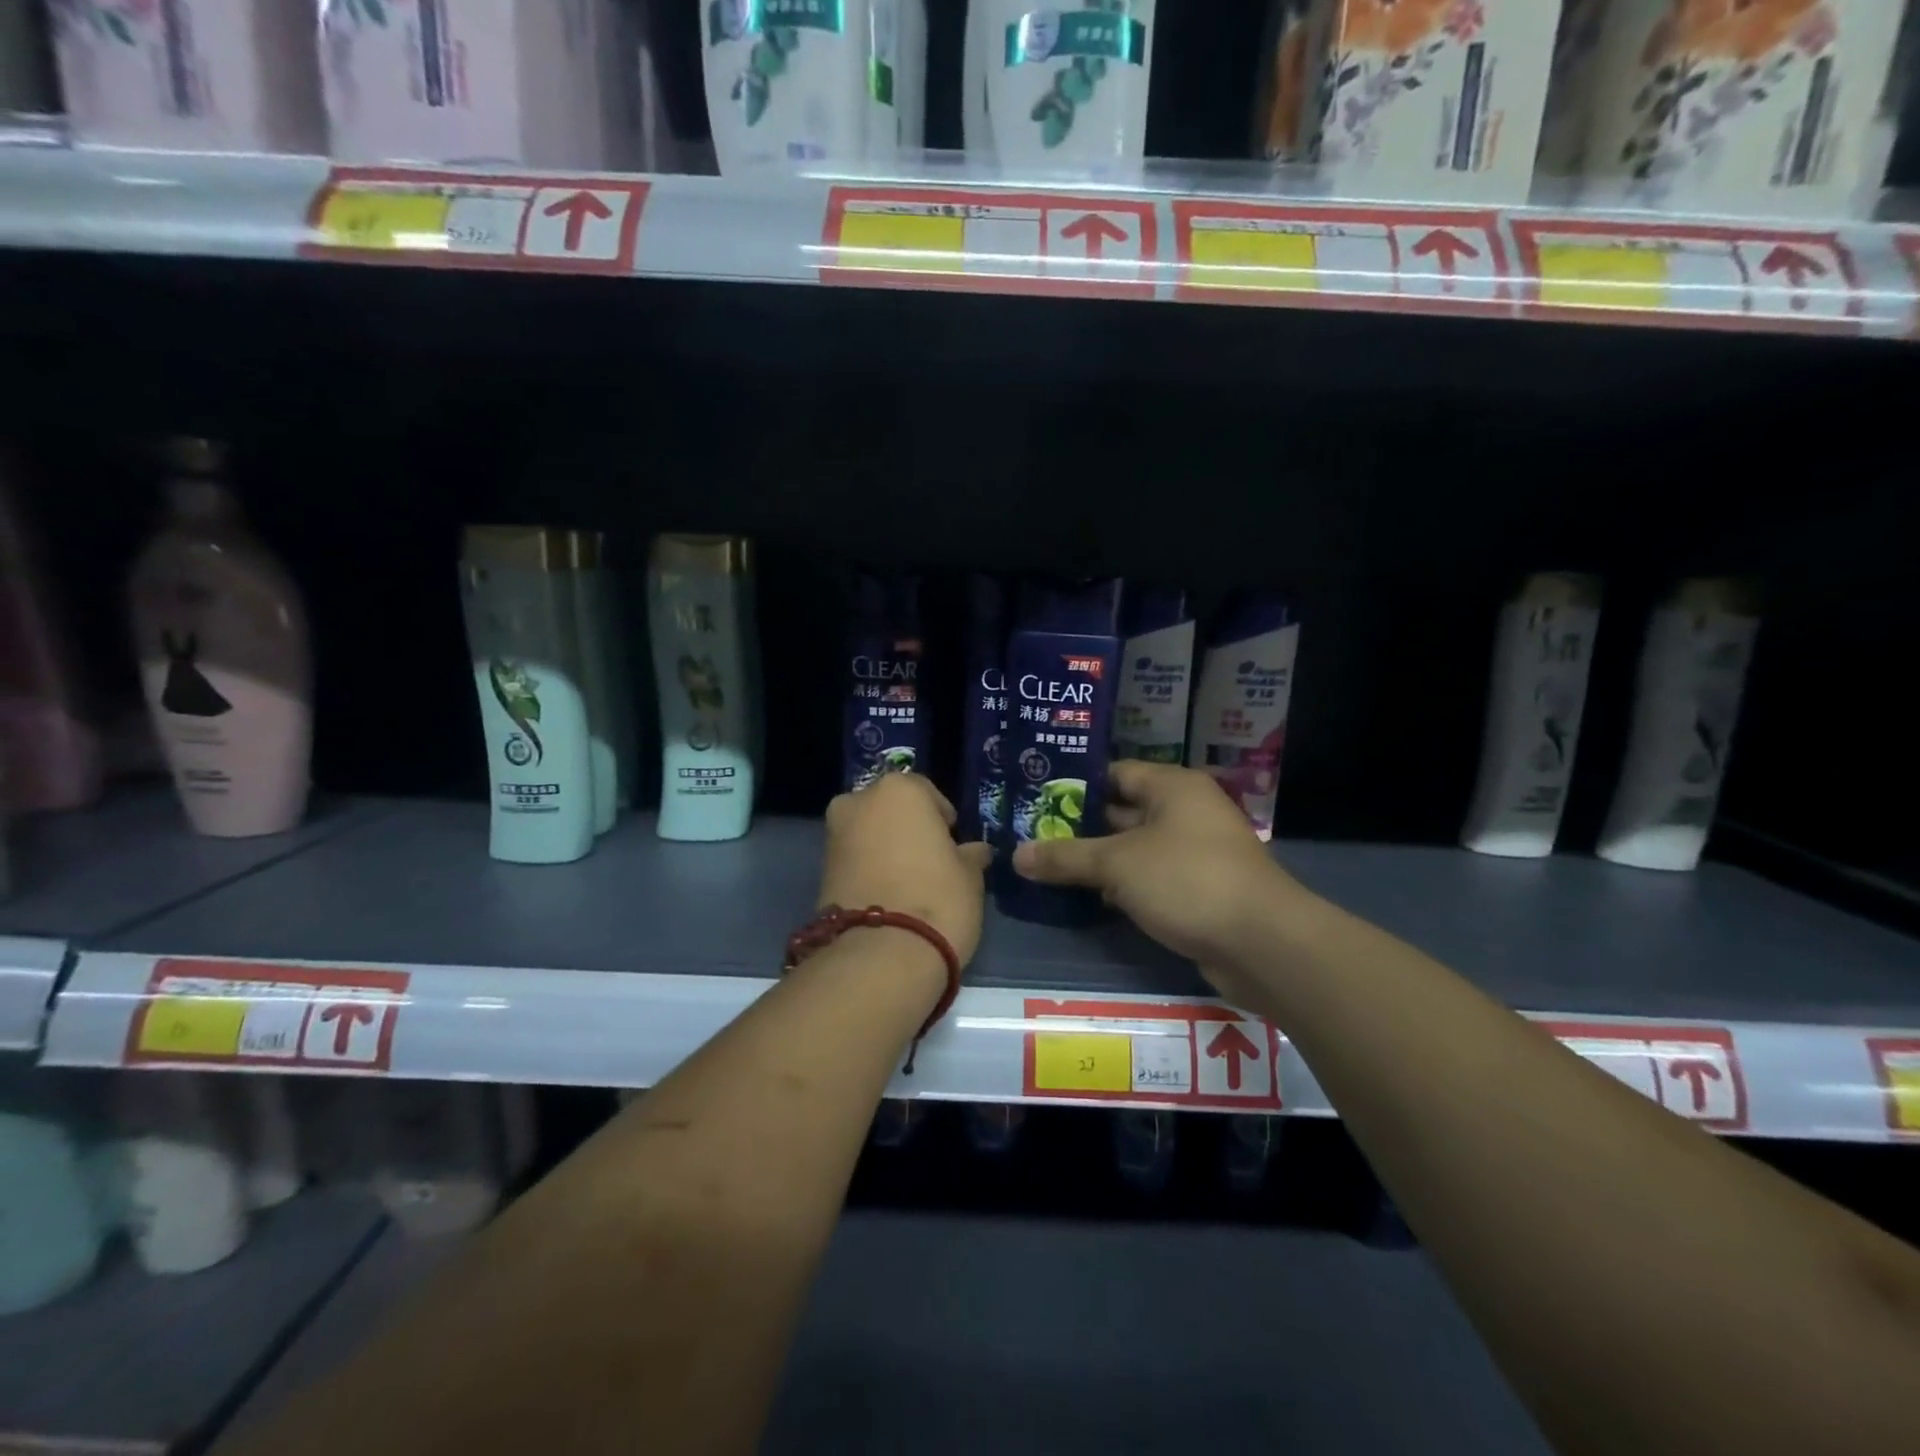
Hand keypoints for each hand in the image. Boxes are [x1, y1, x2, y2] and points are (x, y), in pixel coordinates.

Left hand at [819, 774, 993, 968]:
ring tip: (909, 883)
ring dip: (886, 850)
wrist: (881, 955)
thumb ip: (970, 855)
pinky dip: (869, 870)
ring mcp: (834, 835)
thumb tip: (974, 851)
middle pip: (890, 810)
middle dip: (907, 829)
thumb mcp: (970, 875)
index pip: (927, 793)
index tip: (953, 844)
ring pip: (869, 834)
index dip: (943, 819)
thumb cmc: (938, 899)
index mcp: (899, 789)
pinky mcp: (820, 870)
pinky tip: (888, 897)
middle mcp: (859, 801)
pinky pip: (854, 860)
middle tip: (929, 861)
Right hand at [1012, 761, 1306, 978]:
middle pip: (1123, 811)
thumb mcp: (1117, 864)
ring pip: (1134, 849)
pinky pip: (1150, 878)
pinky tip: (1088, 898)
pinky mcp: (1197, 890)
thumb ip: (1066, 857)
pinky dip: (1122, 886)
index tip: (1035, 798)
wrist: (1261, 944)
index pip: (1115, 773)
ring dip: (1098, 860)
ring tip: (1047, 865)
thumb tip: (1016, 855)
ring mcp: (1194, 853)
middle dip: (1080, 826)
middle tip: (1032, 834)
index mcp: (1172, 787)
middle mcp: (1186, 812)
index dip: (1075, 785)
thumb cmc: (1186, 880)